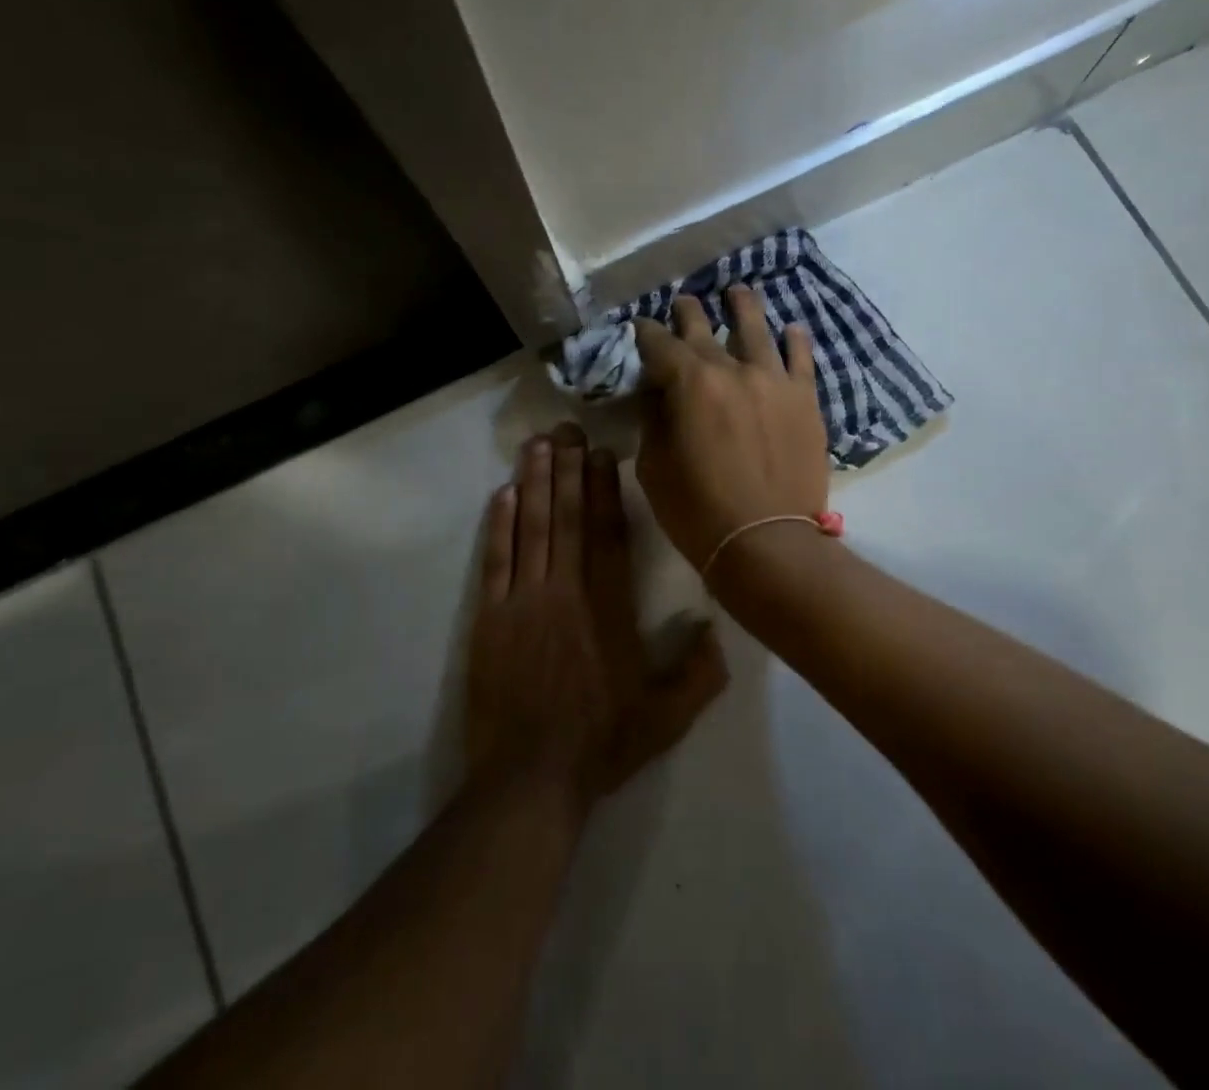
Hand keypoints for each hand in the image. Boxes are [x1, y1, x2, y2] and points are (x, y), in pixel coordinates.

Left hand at [465, 423, 728, 808]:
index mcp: (609, 609)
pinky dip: (499, 525)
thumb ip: (700, 673)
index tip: (600, 452)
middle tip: (565, 428)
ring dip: (533, 483)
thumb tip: (718, 627)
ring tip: (536, 444)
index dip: (603, 488)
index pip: (607, 534)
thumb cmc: (601, 744)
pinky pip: (496, 560)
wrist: (529, 781)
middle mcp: (566, 592)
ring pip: (531, 528)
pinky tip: (502, 494)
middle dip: (566, 469)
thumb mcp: (667, 718)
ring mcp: (523, 602)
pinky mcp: (490, 618)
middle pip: (567, 518)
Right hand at [633, 287, 830, 569]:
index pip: (659, 344)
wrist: (767, 541)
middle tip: (683, 303)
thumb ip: (653, 420)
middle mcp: (732, 369)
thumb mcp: (653, 466)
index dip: (645, 333)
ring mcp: (774, 380)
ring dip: (742, 307)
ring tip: (737, 292)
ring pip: (757, 329)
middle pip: (704, 328)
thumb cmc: (697, 510)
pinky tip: (790, 329)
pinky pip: (801, 359)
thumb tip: (657, 393)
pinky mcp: (805, 400)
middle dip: (688, 313)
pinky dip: (794, 340)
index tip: (640, 326)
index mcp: (689, 383)